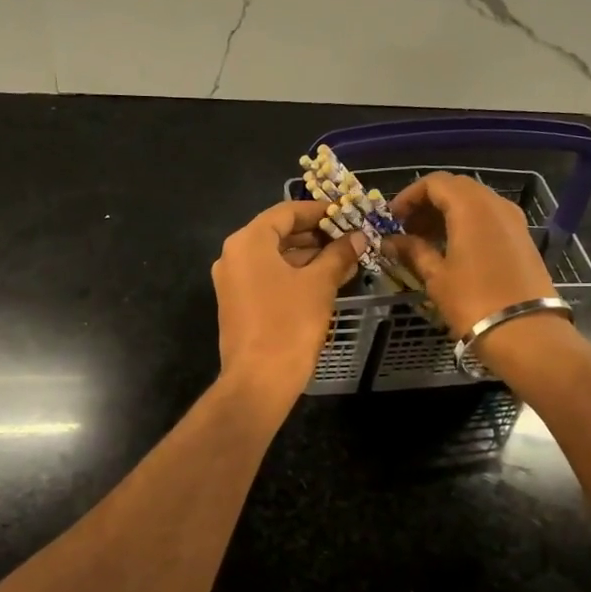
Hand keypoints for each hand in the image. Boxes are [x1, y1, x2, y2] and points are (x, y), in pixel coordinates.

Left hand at [213, 200, 363, 404]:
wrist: (259, 380)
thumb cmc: (289, 324)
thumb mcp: (320, 285)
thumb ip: (339, 255)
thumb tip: (358, 237)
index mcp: (248, 242)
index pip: (286, 212)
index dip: (319, 211)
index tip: (346, 213)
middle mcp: (233, 256)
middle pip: (278, 233)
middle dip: (315, 235)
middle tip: (349, 237)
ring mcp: (232, 281)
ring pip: (274, 257)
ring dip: (308, 256)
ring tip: (345, 259)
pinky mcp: (237, 304)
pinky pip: (267, 277)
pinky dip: (294, 274)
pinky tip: (324, 280)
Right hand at [388, 172, 557, 337]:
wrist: (526, 331)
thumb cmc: (473, 301)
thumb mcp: (436, 276)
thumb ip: (412, 251)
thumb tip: (390, 242)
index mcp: (470, 206)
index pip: (434, 183)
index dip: (409, 196)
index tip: (393, 219)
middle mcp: (495, 204)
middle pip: (456, 188)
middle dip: (428, 203)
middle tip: (407, 229)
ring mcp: (513, 219)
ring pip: (474, 202)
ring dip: (448, 214)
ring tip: (426, 241)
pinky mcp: (523, 237)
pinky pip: (489, 218)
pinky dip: (467, 224)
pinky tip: (453, 249)